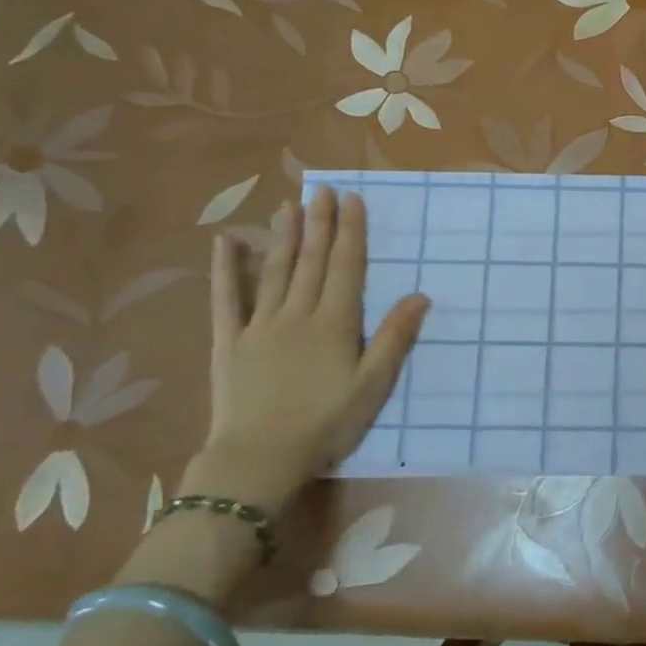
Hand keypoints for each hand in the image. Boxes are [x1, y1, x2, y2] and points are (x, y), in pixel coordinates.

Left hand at [201, 186, 428, 506]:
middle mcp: (297, 314)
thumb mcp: (373, 385)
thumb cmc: (325, 423)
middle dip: (319, 223)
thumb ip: (393, 338)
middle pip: (311, 261)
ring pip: (275, 271)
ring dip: (284, 236)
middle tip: (323, 188)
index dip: (351, 232)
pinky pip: (226, 300)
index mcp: (334, 324)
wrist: (260, 457)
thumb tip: (419, 296)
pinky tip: (226, 243)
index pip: (346, 268)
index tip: (353, 200)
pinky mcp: (229, 342)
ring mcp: (259, 325)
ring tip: (290, 205)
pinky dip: (226, 270)